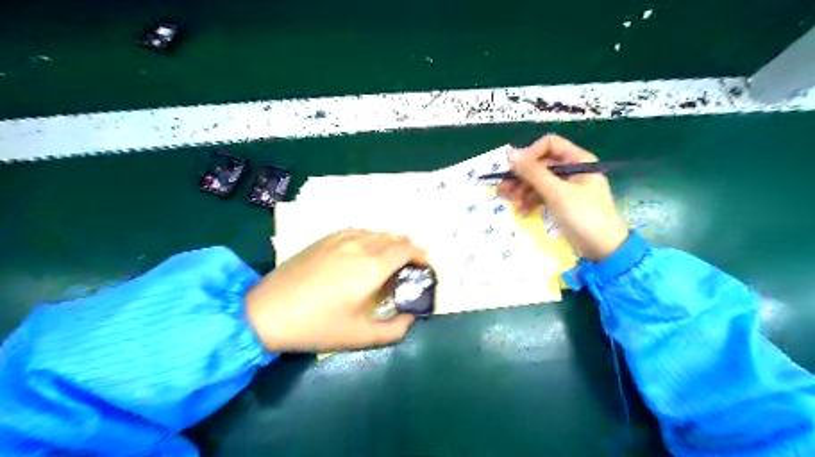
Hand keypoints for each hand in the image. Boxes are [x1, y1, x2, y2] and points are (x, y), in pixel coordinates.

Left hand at [247, 230, 427, 351]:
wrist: (267, 312)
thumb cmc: (317, 326)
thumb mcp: (361, 336)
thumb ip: (395, 330)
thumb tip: (412, 318)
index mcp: (373, 266)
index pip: (408, 249)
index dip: (423, 256)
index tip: (426, 268)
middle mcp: (361, 245)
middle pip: (395, 238)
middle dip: (410, 250)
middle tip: (411, 268)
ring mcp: (341, 238)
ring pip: (377, 233)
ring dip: (391, 243)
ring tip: (390, 261)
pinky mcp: (325, 238)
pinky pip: (358, 231)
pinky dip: (371, 239)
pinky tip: (364, 252)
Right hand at [501, 133, 624, 260]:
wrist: (604, 248)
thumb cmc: (584, 216)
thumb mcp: (556, 193)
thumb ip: (533, 173)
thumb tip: (510, 154)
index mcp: (577, 160)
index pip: (548, 144)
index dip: (530, 154)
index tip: (515, 170)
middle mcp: (572, 169)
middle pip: (541, 164)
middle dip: (522, 176)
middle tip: (503, 189)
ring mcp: (568, 186)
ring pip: (539, 181)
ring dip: (524, 191)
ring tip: (514, 204)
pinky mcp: (563, 202)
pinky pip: (543, 194)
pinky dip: (532, 201)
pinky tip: (522, 211)